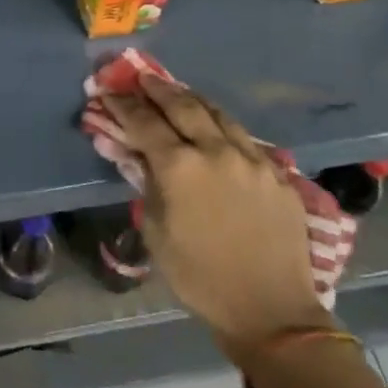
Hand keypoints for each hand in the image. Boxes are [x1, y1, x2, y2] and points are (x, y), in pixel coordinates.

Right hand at [97, 74, 328, 356]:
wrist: (270, 311)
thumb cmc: (200, 277)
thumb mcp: (156, 232)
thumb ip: (147, 185)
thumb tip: (138, 156)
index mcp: (180, 166)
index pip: (144, 122)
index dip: (124, 105)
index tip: (110, 92)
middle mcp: (216, 150)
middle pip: (183, 105)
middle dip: (158, 89)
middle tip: (143, 77)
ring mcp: (252, 159)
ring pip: (218, 114)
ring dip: (193, 100)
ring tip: (178, 93)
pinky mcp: (278, 173)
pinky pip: (245, 138)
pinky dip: (223, 126)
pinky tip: (217, 128)